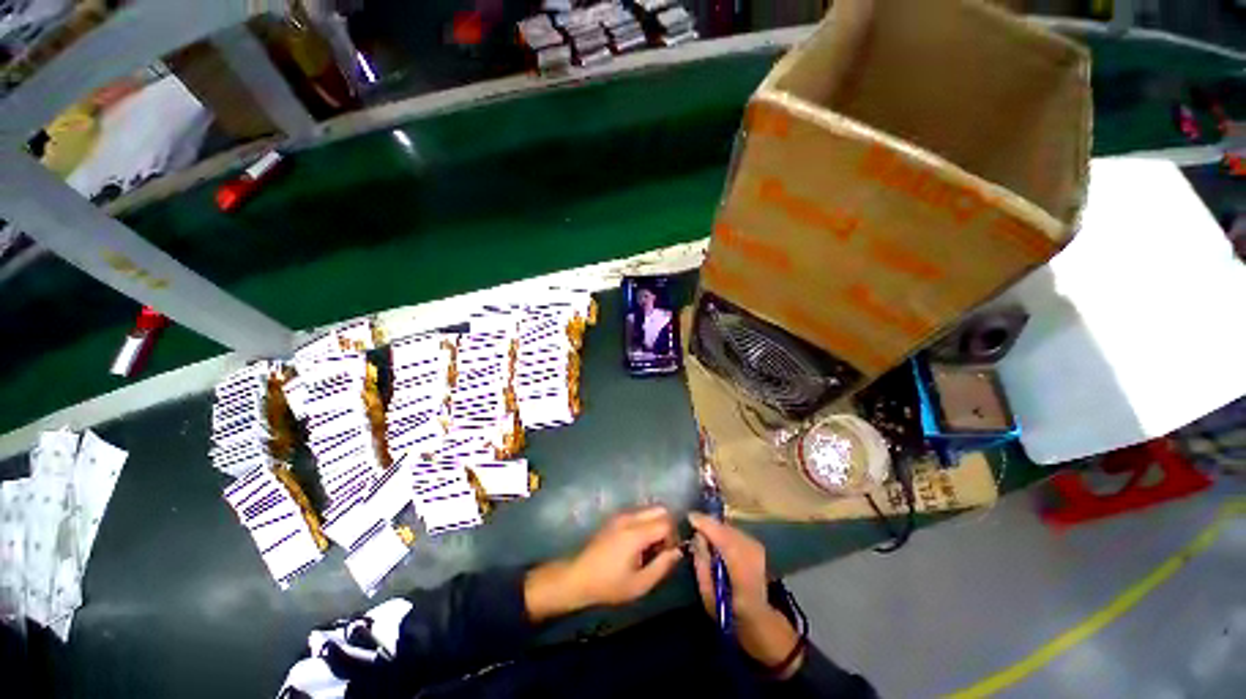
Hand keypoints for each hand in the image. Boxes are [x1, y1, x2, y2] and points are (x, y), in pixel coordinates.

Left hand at [525, 506, 681, 621]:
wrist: (578, 576)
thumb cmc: (609, 584)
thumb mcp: (640, 584)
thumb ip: (662, 566)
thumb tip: (678, 552)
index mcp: (636, 533)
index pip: (666, 522)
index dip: (673, 537)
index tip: (668, 554)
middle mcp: (629, 517)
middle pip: (660, 509)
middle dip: (667, 526)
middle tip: (662, 549)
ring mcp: (621, 515)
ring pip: (649, 509)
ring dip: (656, 524)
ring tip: (650, 548)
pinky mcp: (615, 517)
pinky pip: (639, 513)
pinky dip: (646, 523)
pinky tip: (638, 544)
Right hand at [689, 513, 803, 676]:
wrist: (758, 619)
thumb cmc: (729, 612)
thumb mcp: (708, 595)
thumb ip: (701, 564)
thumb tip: (697, 537)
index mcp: (740, 568)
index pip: (721, 536)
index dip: (704, 524)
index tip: (689, 517)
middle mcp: (751, 553)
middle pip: (726, 528)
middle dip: (709, 523)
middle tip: (694, 524)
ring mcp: (757, 548)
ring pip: (731, 528)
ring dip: (717, 527)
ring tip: (703, 531)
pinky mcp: (757, 546)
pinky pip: (736, 532)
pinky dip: (725, 531)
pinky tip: (717, 538)